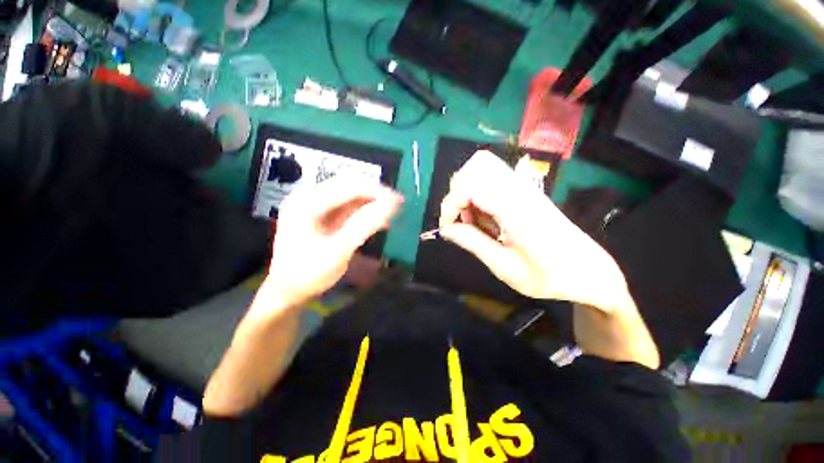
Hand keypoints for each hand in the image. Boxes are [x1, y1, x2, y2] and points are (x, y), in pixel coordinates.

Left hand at [261, 176, 402, 312]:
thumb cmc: (308, 274)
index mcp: (306, 203)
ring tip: (391, 212)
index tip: (397, 200)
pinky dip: (365, 210)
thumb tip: (391, 206)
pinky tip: (378, 218)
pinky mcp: (323, 214)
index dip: (375, 190)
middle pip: (349, 186)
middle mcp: (309, 197)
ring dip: (371, 201)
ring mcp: (315, 205)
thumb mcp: (337, 252)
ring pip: (350, 195)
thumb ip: (364, 226)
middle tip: (397, 205)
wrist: (288, 291)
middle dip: (374, 194)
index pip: (347, 186)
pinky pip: (348, 206)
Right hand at [439, 151, 630, 312]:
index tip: (447, 227)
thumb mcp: (504, 267)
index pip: (474, 185)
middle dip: (458, 190)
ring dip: (468, 189)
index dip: (451, 203)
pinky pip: (493, 178)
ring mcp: (525, 187)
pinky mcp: (525, 191)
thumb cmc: (547, 276)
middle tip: (460, 219)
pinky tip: (484, 217)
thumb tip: (445, 230)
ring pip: (485, 166)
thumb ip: (472, 243)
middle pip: (479, 164)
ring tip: (472, 219)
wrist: (588, 271)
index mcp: (517, 210)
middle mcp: (521, 190)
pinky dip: (479, 192)